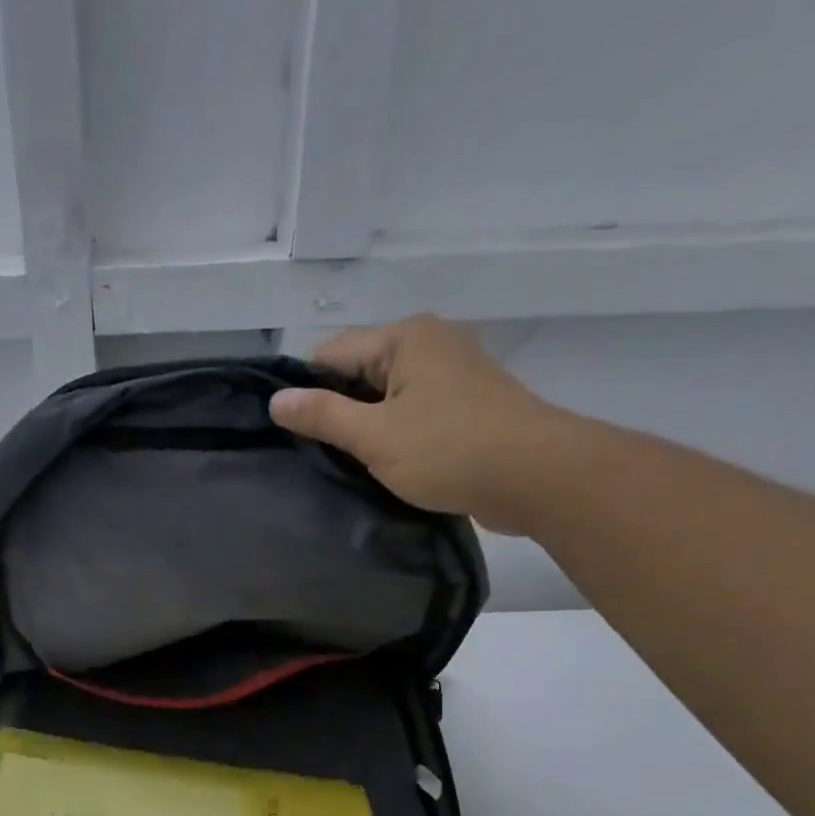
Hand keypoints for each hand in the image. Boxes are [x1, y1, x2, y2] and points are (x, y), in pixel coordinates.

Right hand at [268, 315, 583, 534]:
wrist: (538, 477)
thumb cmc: (450, 450)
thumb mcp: (375, 436)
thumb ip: (323, 416)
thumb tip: (276, 400)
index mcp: (405, 338)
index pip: (331, 354)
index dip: (306, 391)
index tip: (291, 432)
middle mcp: (429, 344)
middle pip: (359, 372)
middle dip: (336, 410)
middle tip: (315, 455)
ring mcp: (451, 374)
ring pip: (386, 396)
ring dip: (365, 427)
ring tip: (345, 464)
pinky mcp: (465, 406)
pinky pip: (412, 412)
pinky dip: (394, 434)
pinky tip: (383, 464)